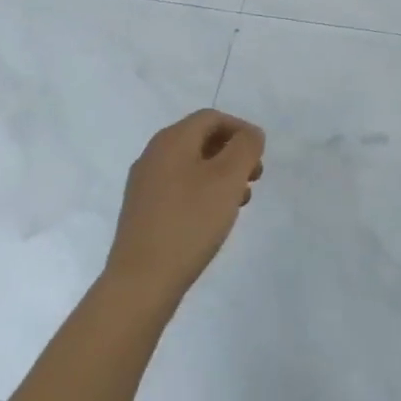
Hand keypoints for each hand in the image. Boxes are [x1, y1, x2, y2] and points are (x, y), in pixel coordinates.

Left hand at [105, 110, 265, 309]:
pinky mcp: (142, 211)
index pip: (212, 117)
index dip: (241, 130)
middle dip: (232, 153)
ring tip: (239, 201)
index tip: (260, 156)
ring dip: (220, 175)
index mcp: (171, 140)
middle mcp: (153, 155)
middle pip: (201, 139)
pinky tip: (213, 218)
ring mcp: (144, 184)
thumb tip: (250, 135)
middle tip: (254, 178)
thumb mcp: (228, 178)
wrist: (141, 282)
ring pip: (191, 165)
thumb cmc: (190, 222)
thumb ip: (245, 147)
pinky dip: (202, 193)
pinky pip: (179, 188)